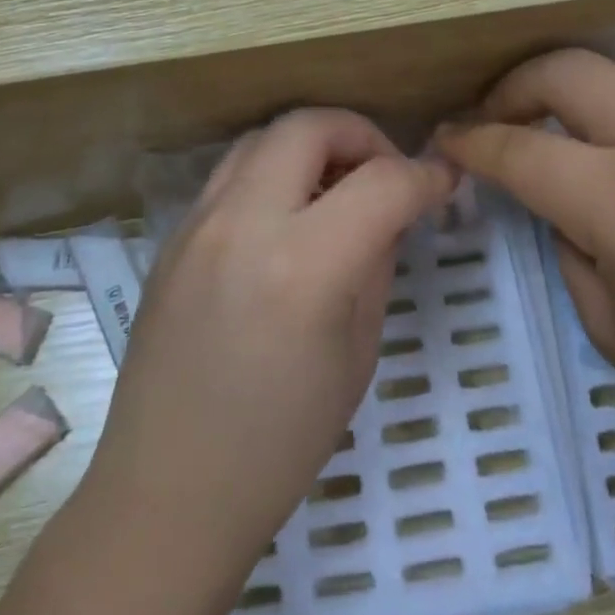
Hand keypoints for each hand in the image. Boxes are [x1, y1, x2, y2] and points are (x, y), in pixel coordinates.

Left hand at [81, 109, 456, 577]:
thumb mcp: (357, 354)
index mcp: (303, 266)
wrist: (170, 488)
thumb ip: (376, 263)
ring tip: (335, 191)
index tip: (444, 184)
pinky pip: (231, 174)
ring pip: (263, 137)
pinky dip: (272, 172)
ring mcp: (197, 224)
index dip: (425, 177)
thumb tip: (391, 211)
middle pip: (308, 125)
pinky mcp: (172, 236)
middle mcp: (243, 224)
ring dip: (310, 146)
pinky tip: (287, 219)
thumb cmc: (280, 443)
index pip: (381, 182)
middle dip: (361, 135)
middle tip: (384, 175)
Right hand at [436, 50, 614, 486]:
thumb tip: (560, 201)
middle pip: (567, 70)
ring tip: (589, 143)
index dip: (471, 140)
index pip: (519, 148)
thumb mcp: (614, 334)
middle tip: (503, 118)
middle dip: (515, 87)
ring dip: (590, 102)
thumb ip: (568, 247)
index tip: (448, 139)